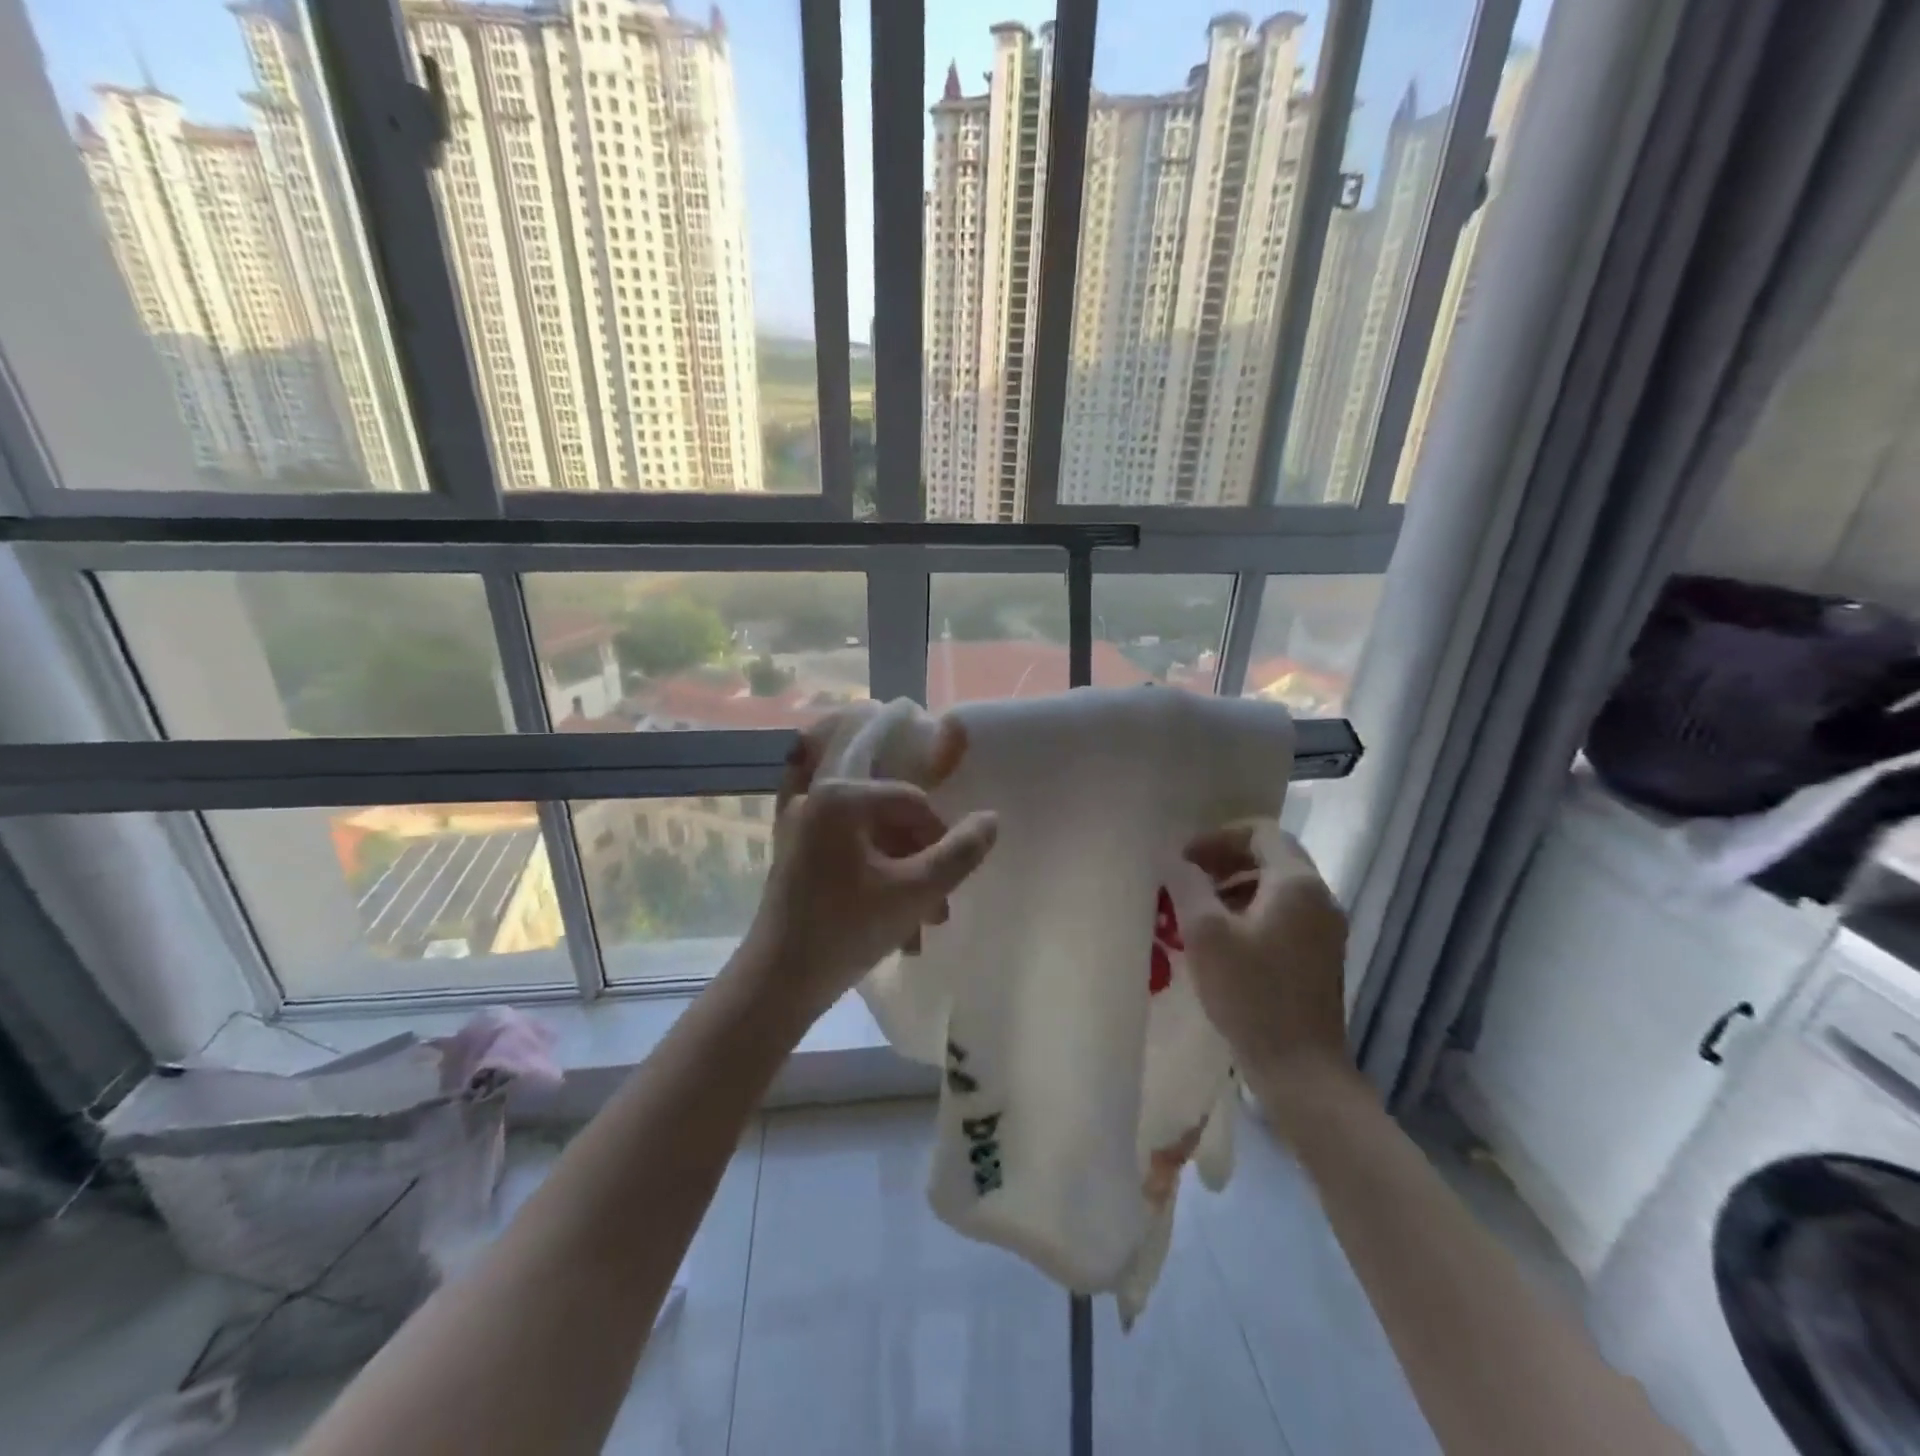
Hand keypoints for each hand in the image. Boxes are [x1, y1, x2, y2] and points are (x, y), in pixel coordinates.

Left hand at [741, 711, 997, 1021]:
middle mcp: (817, 800)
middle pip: (892, 822)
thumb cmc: (846, 931)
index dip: (942, 839)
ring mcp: (801, 829)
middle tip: (938, 912)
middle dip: (922, 865)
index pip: (913, 802)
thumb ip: (960, 854)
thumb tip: (992, 820)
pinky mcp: (795, 856)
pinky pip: (850, 857)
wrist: (775, 984)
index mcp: (841, 797)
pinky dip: (875, 883)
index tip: (950, 883)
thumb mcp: (915, 892)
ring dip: (904, 880)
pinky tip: (892, 924)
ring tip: (920, 927)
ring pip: (874, 843)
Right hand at [1169, 825, 1351, 1098]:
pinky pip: (1286, 912)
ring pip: (1278, 885)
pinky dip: (1253, 909)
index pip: (1261, 831)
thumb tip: (1175, 860)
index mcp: (1296, 883)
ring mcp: (1326, 928)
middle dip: (1226, 858)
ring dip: (1237, 884)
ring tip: (1199, 908)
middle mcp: (1320, 896)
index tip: (1184, 859)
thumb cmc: (1250, 993)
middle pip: (1272, 855)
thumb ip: (1188, 886)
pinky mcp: (1322, 955)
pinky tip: (1225, 938)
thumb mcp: (1205, 934)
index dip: (1217, 836)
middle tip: (1188, 877)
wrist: (1300, 1068)